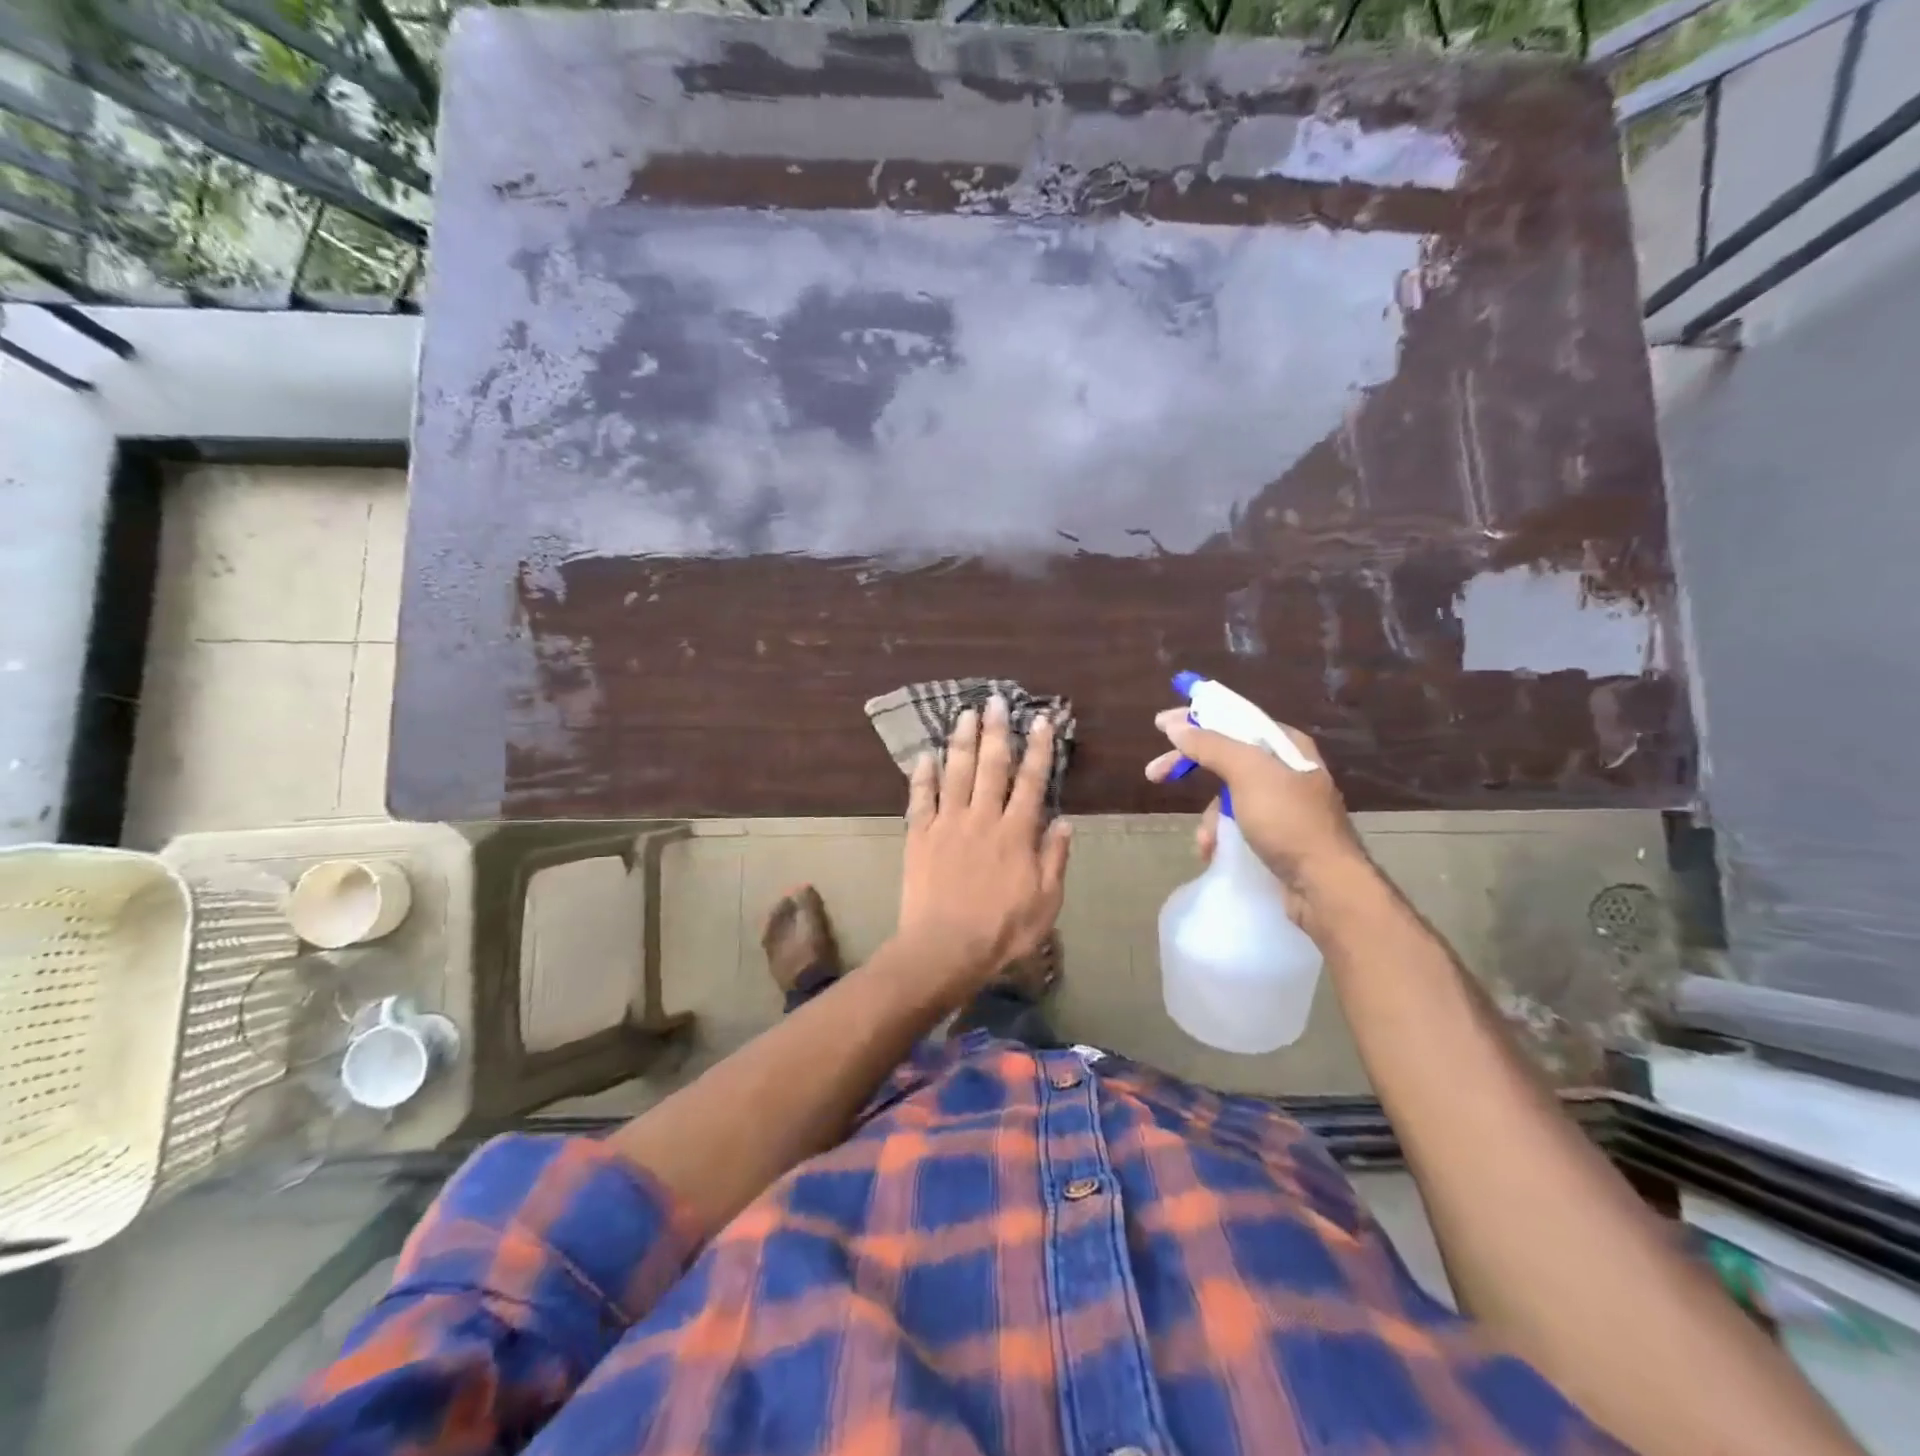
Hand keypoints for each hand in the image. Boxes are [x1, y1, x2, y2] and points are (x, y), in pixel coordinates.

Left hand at [897, 695, 1072, 988]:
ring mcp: (947, 824)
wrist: (945, 949)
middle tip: (996, 700)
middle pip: (991, 766)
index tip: (1041, 721)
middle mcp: (982, 818)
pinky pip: (921, 798)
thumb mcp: (1045, 902)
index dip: (1038, 749)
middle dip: (996, 730)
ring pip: (956, 773)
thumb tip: (1064, 822)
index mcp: (1016, 833)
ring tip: (965, 713)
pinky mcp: (919, 836)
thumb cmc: (1002, 930)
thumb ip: (1055, 859)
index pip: (1031, 782)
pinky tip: (925, 754)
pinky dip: (922, 775)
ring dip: (961, 741)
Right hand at [1145, 705, 1364, 892]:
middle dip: (1191, 767)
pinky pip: (1238, 823)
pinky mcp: (1278, 835)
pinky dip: (1221, 834)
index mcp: (1286, 746)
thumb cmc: (1288, 822)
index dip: (1196, 719)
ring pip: (1228, 795)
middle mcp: (1286, 769)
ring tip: (1204, 840)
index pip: (1234, 719)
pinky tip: (1214, 851)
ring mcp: (1283, 804)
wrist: (1326, 886)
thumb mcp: (1247, 774)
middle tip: (1154, 774)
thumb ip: (1211, 745)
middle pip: (1226, 756)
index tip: (1161, 726)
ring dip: (1208, 816)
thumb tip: (1176, 725)